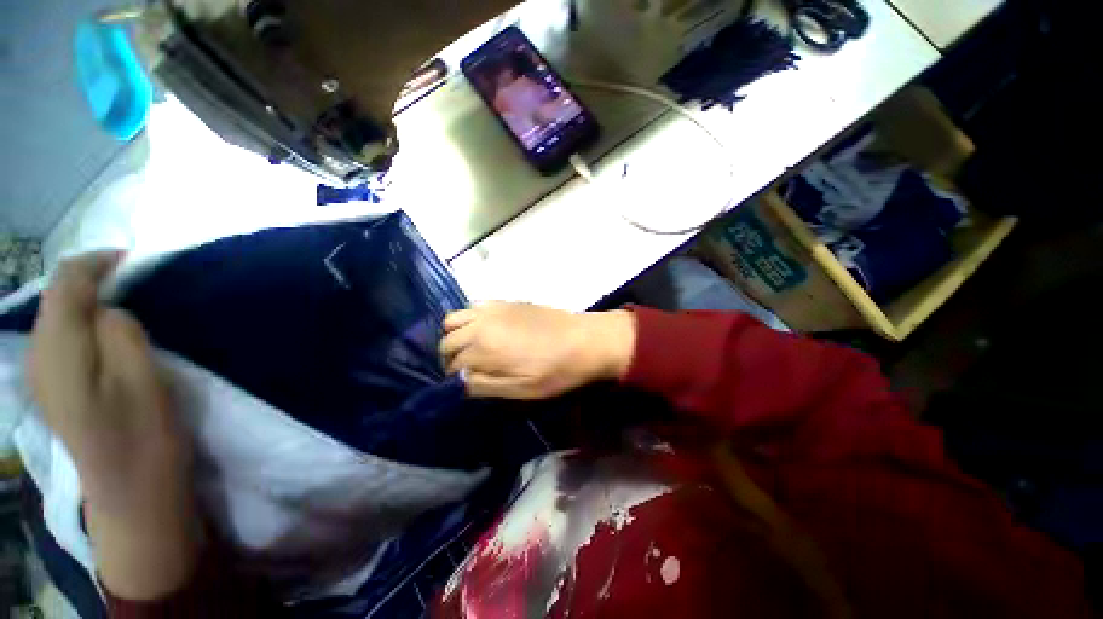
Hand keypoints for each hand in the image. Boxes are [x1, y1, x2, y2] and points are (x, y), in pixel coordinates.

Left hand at [28, 252, 200, 600]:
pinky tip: (105, 332)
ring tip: (125, 300)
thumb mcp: (142, 378)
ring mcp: (41, 373)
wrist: (130, 492)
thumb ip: (120, 332)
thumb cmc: (144, 435)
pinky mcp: (51, 386)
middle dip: (93, 278)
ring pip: (57, 314)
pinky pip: (60, 335)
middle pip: (57, 296)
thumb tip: (109, 309)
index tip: (134, 259)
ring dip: (88, 299)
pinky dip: (83, 321)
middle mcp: (38, 355)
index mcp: (58, 350)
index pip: (65, 282)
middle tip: (135, 279)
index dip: (97, 262)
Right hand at [440, 302, 635, 399]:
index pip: (452, 365)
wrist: (583, 340)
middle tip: (466, 369)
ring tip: (471, 348)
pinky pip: (474, 307)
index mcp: (483, 349)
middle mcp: (481, 325)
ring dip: (455, 335)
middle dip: (450, 358)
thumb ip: (485, 386)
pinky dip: (469, 319)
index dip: (454, 378)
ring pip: (454, 320)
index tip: (463, 385)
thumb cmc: (555, 370)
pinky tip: (484, 330)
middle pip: (448, 341)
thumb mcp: (521, 390)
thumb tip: (461, 381)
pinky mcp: (505, 302)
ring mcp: (492, 309)